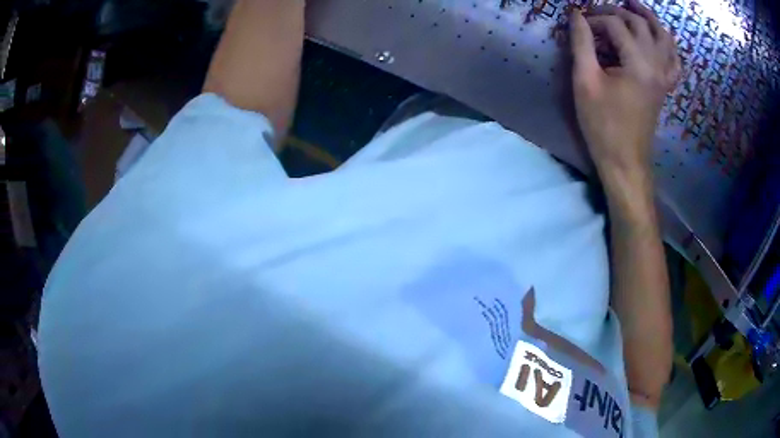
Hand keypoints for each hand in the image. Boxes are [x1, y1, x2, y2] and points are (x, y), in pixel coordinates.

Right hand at [569, 0, 679, 174]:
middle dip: (617, 12)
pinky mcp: (665, 87)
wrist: (625, 161)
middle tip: (598, 11)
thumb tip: (576, 15)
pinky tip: (660, 39)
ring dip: (649, 19)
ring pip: (664, 38)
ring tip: (635, 6)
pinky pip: (674, 61)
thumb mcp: (585, 81)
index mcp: (637, 63)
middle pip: (640, 24)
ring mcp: (664, 77)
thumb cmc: (603, 124)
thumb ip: (581, 44)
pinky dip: (668, 45)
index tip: (579, 23)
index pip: (616, 25)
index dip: (595, 18)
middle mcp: (656, 65)